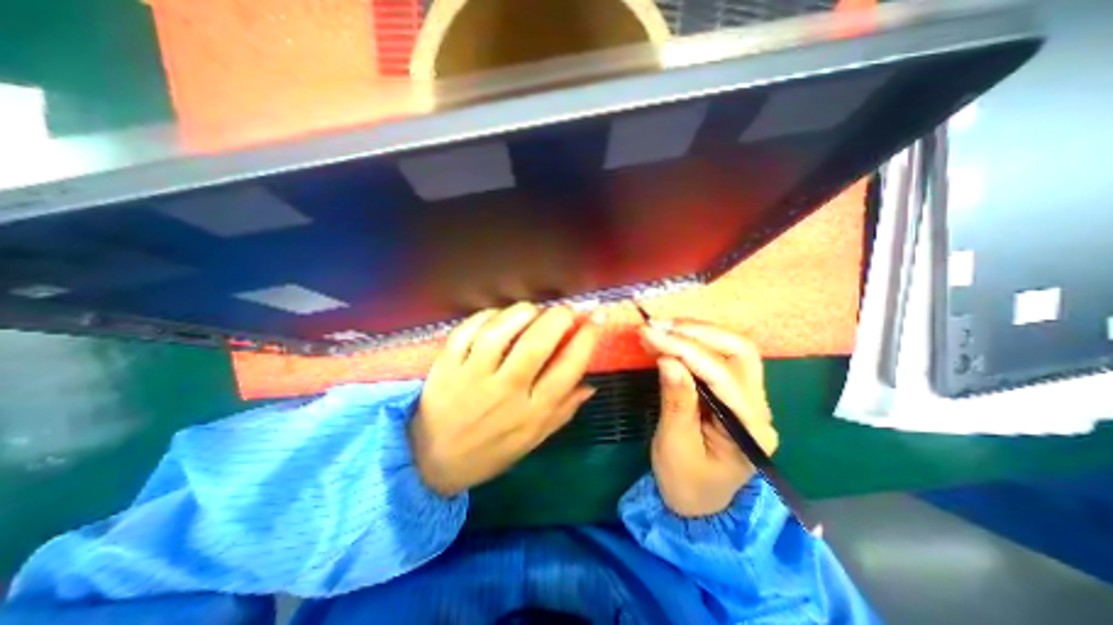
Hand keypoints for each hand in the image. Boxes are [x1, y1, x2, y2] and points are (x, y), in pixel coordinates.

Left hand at [411, 303, 598, 498]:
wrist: (432, 462)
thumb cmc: (490, 451)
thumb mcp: (533, 440)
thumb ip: (563, 411)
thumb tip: (591, 385)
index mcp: (532, 412)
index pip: (568, 367)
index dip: (587, 337)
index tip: (597, 317)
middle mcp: (505, 391)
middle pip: (536, 344)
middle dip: (559, 317)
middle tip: (567, 309)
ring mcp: (472, 376)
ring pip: (500, 332)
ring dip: (523, 312)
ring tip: (533, 310)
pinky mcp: (447, 365)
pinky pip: (467, 331)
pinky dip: (486, 316)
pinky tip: (498, 316)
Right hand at [640, 320, 775, 515]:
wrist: (698, 503)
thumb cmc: (685, 482)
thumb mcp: (675, 446)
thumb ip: (676, 402)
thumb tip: (668, 359)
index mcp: (749, 428)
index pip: (721, 375)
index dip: (684, 349)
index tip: (650, 334)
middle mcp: (758, 407)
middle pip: (740, 351)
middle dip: (697, 333)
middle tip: (658, 327)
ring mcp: (749, 397)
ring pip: (732, 349)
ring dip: (695, 333)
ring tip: (660, 328)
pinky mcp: (732, 392)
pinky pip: (718, 357)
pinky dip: (692, 342)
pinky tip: (669, 338)